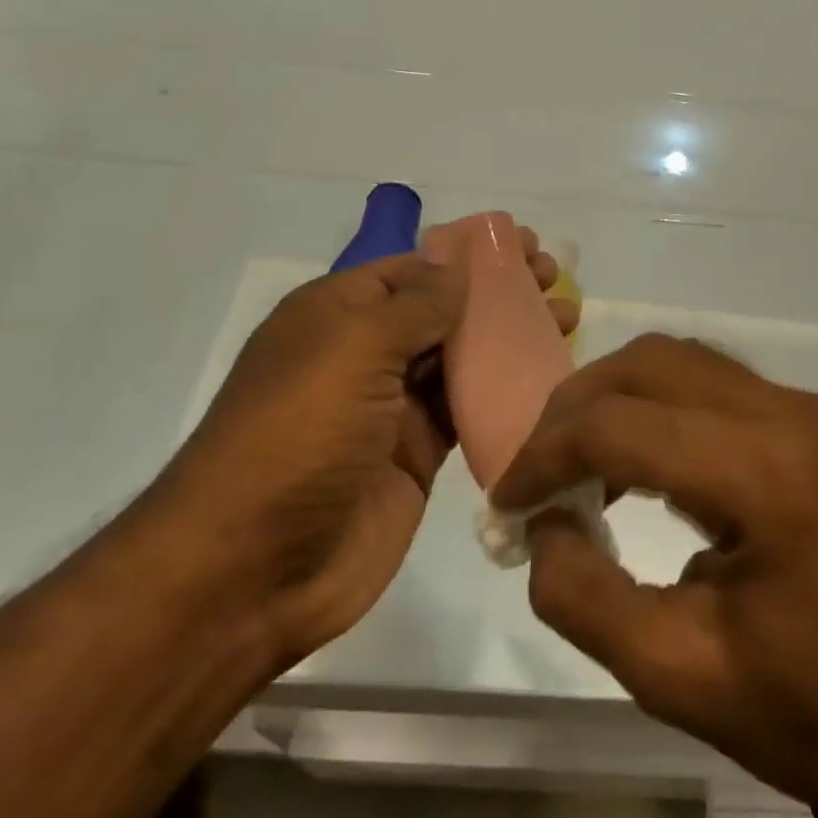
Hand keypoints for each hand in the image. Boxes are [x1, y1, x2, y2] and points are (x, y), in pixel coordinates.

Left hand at [168, 233, 575, 673]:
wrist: (251, 569)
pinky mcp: (416, 457)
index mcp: (337, 315)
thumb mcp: (353, 349)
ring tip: (566, 318)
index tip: (525, 247)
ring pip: (461, 360)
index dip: (468, 256)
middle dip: (497, 292)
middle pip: (442, 310)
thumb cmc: (298, 435)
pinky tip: (548, 377)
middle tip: (554, 279)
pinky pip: (467, 413)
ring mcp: (391, 409)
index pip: (412, 268)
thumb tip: (459, 265)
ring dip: (509, 338)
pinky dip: (504, 393)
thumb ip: (416, 305)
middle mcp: (364, 354)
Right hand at [491, 335, 817, 817]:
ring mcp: (814, 410)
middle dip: (575, 407)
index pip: (621, 427)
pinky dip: (658, 408)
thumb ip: (584, 596)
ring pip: (682, 361)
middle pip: (650, 364)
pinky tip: (639, 466)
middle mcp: (794, 414)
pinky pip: (715, 385)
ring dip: (616, 399)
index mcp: (768, 474)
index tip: (505, 502)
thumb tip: (540, 529)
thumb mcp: (679, 678)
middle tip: (535, 469)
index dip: (545, 457)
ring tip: (576, 464)